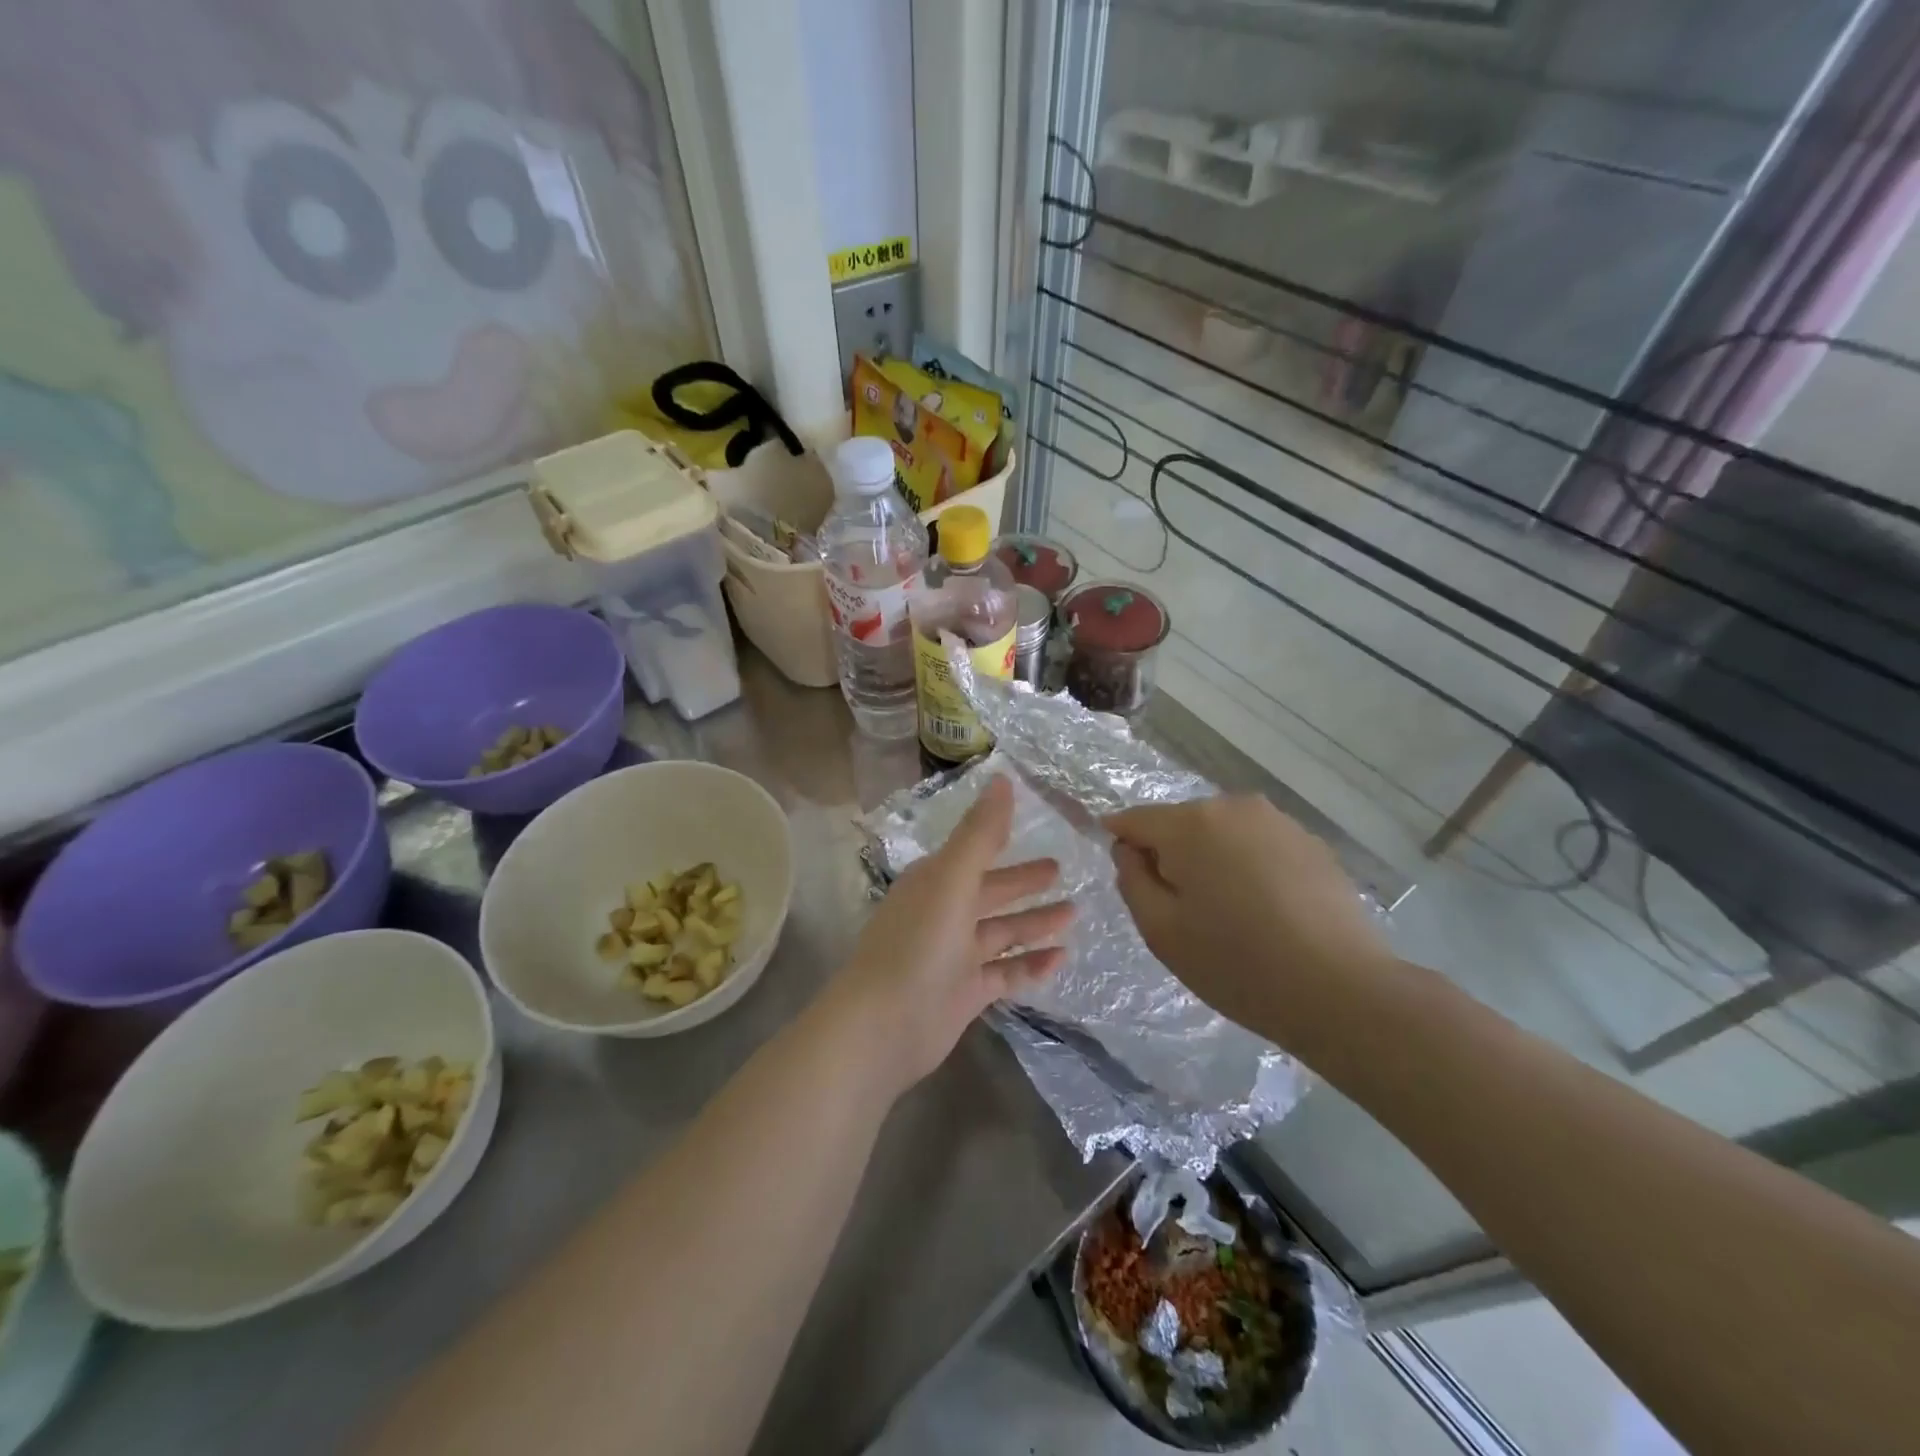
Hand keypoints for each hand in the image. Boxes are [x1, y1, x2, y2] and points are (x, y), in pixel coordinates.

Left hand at [831, 775, 1073, 1095]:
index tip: (1034, 828)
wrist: (882, 1027)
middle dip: (1023, 882)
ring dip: (1034, 922)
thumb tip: (1002, 778)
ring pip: (1000, 932)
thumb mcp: (952, 881)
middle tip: (1062, 870)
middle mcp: (943, 914)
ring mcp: (953, 956)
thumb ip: (980, 833)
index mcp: (934, 883)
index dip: (1000, 839)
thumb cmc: (917, 945)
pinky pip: (1005, 973)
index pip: (973, 853)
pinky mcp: (964, 993)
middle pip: (990, 892)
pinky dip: (1031, 964)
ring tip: (1074, 913)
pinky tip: (1062, 958)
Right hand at [1106, 795, 1391, 1046]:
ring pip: (1220, 833)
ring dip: (1211, 860)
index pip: (1134, 819)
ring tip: (1229, 913)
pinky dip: (1248, 867)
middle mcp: (1233, 806)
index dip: (1120, 844)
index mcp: (1190, 823)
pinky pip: (1257, 845)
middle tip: (1183, 911)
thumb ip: (1131, 880)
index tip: (1129, 880)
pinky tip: (1267, 911)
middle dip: (1171, 856)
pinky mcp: (1311, 843)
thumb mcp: (1160, 930)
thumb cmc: (1236, 963)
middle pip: (1180, 824)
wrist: (1340, 990)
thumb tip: (1130, 850)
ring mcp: (1277, 821)